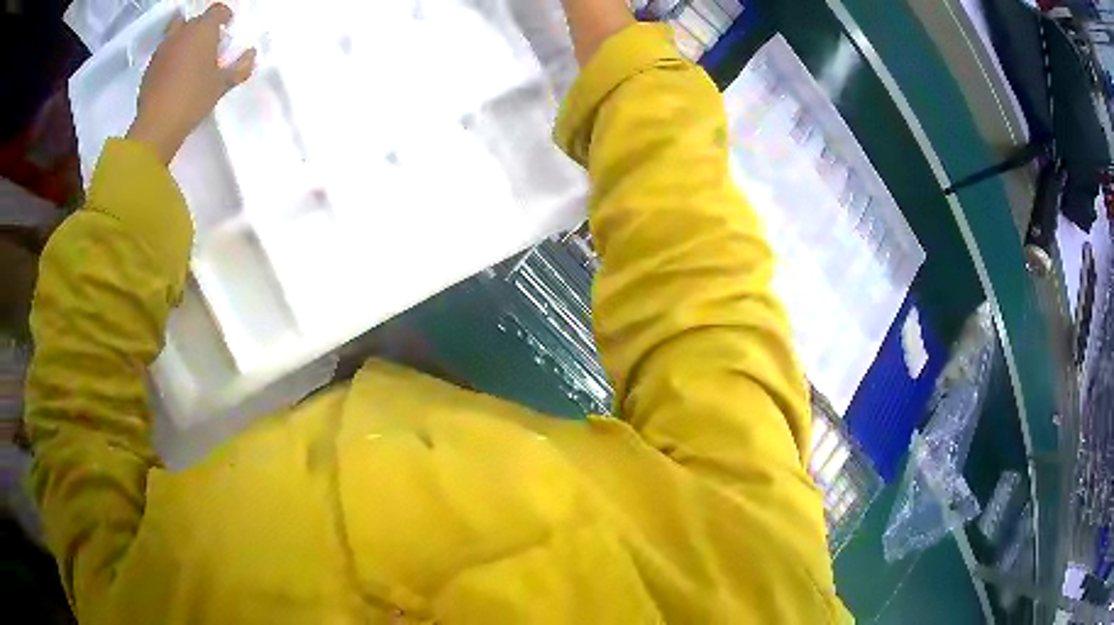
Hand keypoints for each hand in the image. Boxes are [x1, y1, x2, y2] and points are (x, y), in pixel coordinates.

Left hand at [127, 3, 255, 163]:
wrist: (156, 126)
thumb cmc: (193, 100)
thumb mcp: (221, 85)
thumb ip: (240, 67)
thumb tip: (251, 54)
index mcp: (203, 30)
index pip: (217, 10)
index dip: (224, 16)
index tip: (227, 27)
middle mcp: (182, 32)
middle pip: (193, 20)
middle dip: (201, 27)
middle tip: (206, 44)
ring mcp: (163, 49)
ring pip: (175, 34)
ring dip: (183, 40)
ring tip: (188, 58)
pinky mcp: (149, 67)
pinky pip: (163, 52)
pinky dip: (170, 56)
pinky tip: (174, 74)